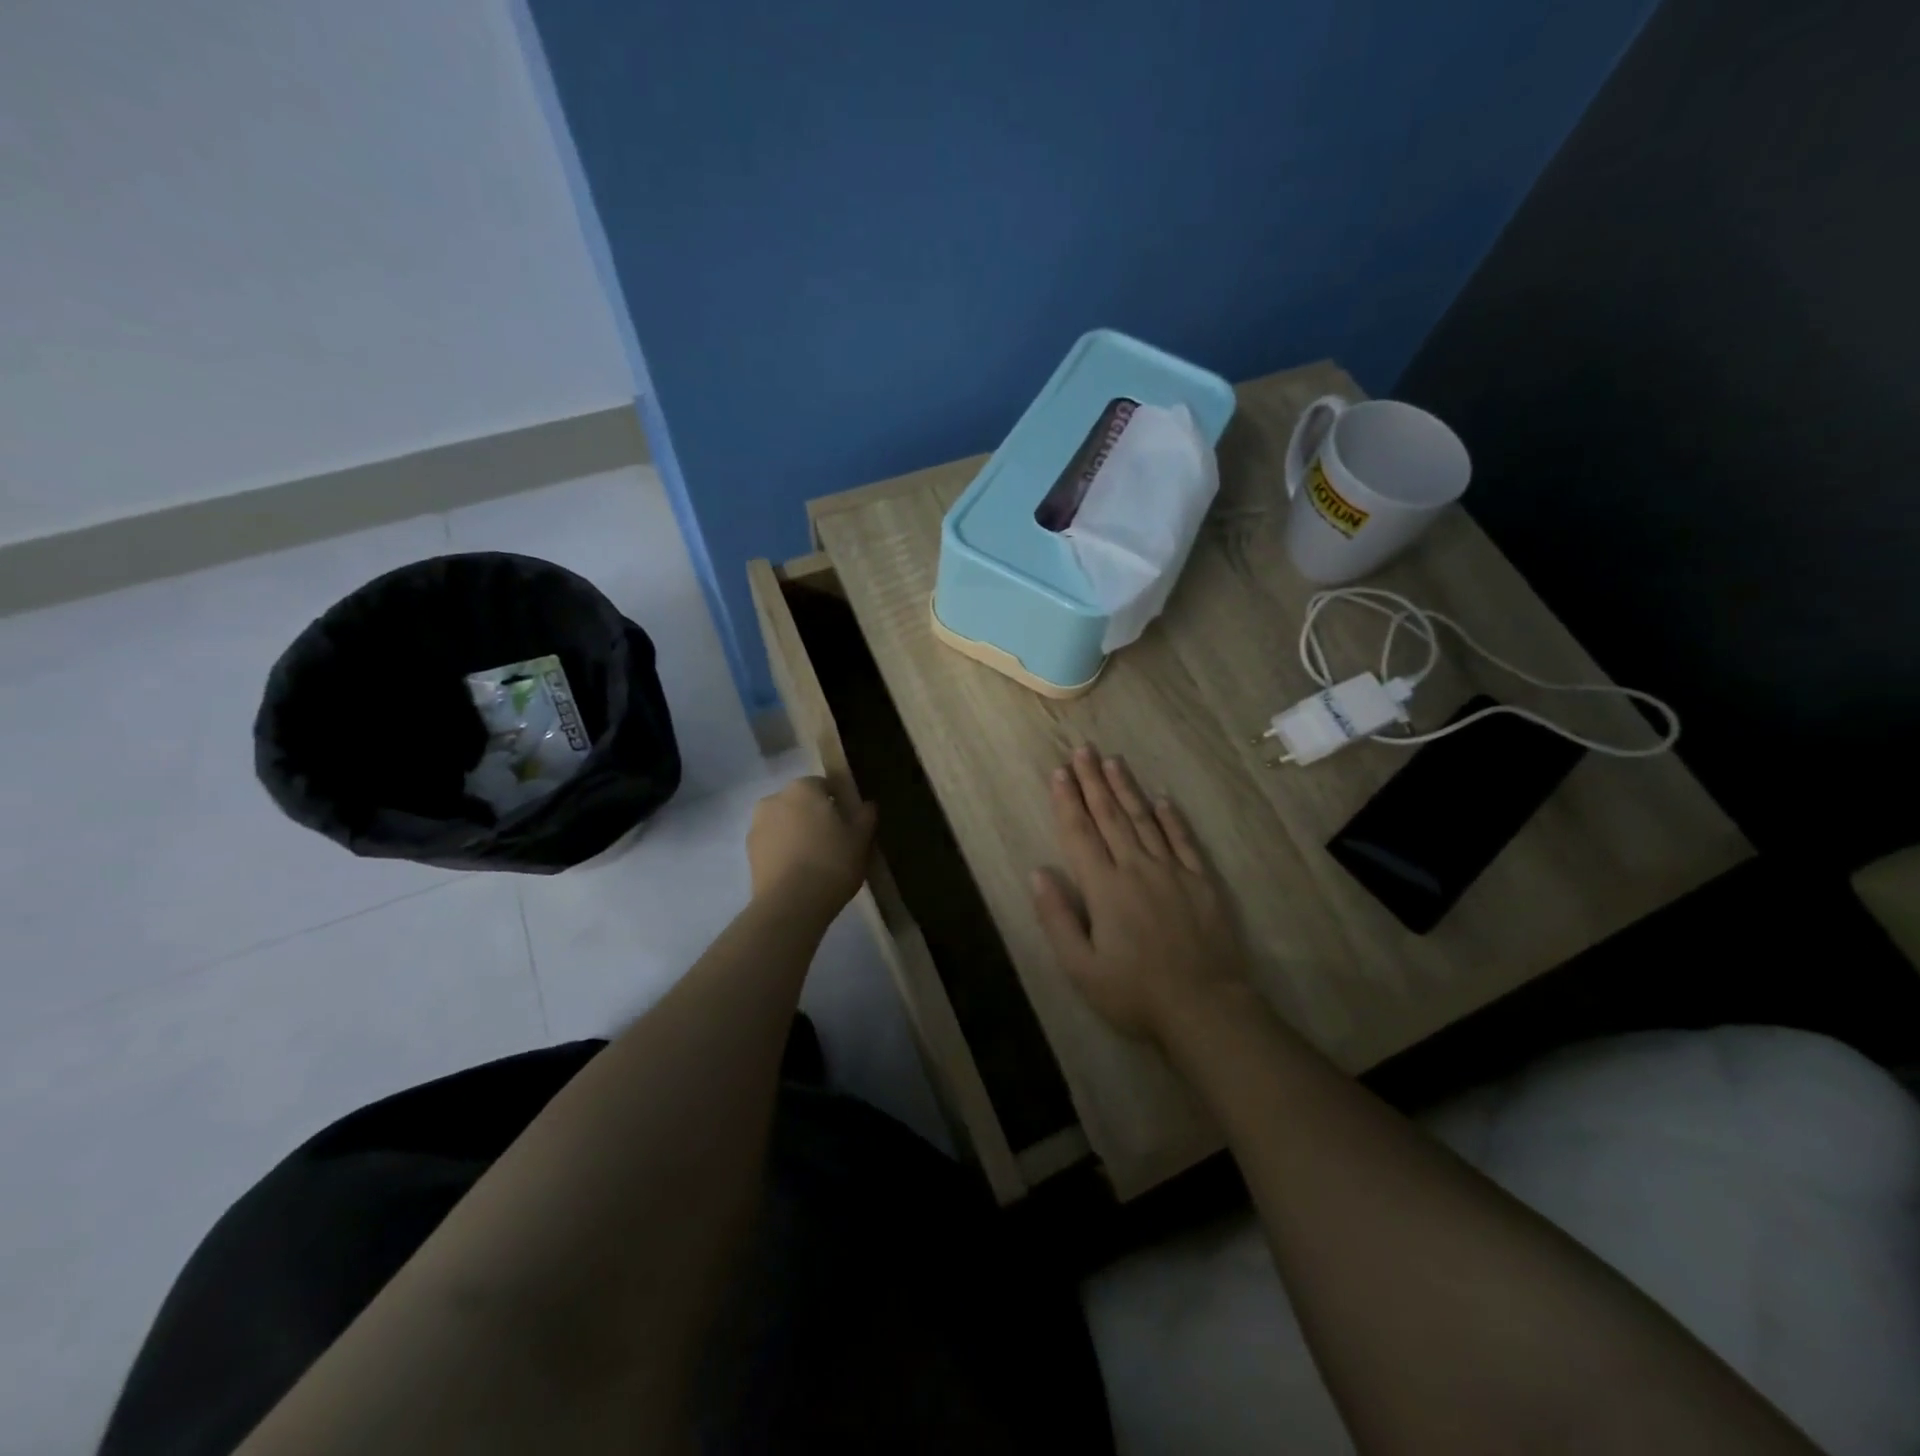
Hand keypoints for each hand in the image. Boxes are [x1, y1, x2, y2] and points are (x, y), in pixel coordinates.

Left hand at [747, 776, 876, 913]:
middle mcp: (774, 799)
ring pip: (784, 823)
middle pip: (800, 803)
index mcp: (802, 788)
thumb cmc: (832, 862)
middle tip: (834, 840)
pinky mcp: (749, 853)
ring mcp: (757, 826)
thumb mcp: (860, 839)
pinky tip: (800, 872)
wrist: (791, 904)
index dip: (838, 802)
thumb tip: (867, 804)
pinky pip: (773, 845)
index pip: (824, 785)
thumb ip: (865, 816)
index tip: (849, 822)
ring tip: (816, 860)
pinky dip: (784, 852)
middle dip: (814, 816)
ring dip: (797, 833)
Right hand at [1032, 747, 1251, 1043]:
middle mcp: (1136, 868)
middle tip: (1083, 750)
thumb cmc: (1134, 993)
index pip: (1080, 833)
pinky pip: (1183, 840)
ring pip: (1144, 820)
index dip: (1067, 801)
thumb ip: (1057, 917)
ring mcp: (1172, 872)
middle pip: (1110, 816)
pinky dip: (1171, 818)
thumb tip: (1038, 872)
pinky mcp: (1200, 882)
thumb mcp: (1081, 967)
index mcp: (1104, 887)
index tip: (1059, 772)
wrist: (1204, 1007)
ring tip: (1113, 761)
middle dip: (1094, 781)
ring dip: (1127, 789)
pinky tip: (1162, 799)